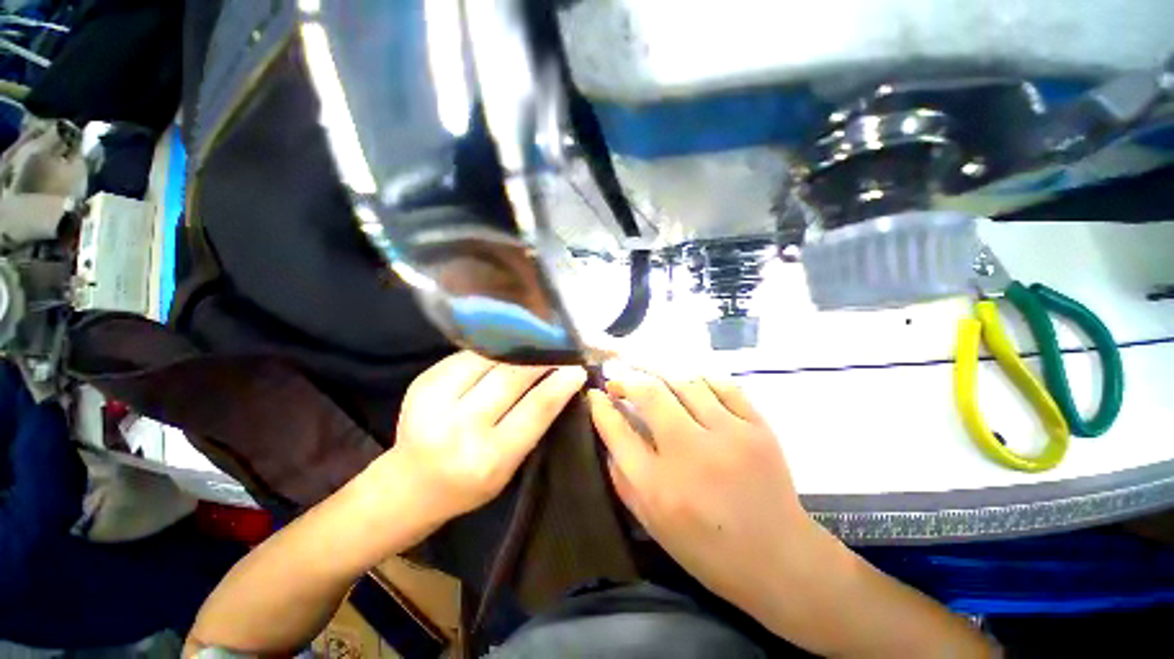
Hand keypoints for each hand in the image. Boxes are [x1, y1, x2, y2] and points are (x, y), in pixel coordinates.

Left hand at [389, 351, 586, 522]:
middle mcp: (460, 427)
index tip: (577, 368)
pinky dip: (493, 351)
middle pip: (513, 376)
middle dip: (541, 358)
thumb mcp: (510, 465)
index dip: (561, 383)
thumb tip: (561, 380)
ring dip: (519, 349)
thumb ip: (533, 423)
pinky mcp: (423, 382)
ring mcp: (435, 401)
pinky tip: (505, 351)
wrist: (409, 484)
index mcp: (489, 458)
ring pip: (491, 358)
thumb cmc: (469, 483)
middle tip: (559, 350)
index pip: (536, 408)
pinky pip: (469, 356)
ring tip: (536, 344)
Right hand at [586, 365, 819, 609]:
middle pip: (650, 394)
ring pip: (685, 382)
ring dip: (660, 373)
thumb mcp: (652, 523)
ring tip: (649, 374)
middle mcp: (691, 454)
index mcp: (659, 487)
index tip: (596, 394)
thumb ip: (623, 476)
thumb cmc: (707, 548)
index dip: (601, 407)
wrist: (780, 560)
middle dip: (628, 379)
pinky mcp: (758, 427)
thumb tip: (610, 430)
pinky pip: (722, 385)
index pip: (617, 431)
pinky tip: (689, 382)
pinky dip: (699, 378)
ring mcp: (729, 436)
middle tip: (619, 379)